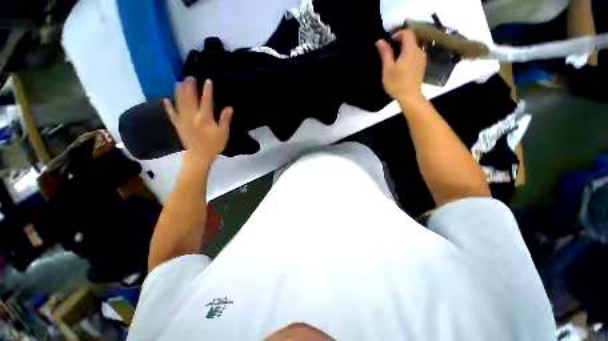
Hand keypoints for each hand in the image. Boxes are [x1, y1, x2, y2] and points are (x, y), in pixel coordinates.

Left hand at [163, 77, 232, 167]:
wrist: (200, 155)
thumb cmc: (214, 144)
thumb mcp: (224, 133)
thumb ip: (225, 119)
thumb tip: (229, 107)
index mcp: (205, 118)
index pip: (206, 101)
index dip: (207, 90)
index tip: (208, 80)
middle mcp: (192, 116)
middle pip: (190, 98)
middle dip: (190, 86)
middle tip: (189, 77)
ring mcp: (183, 119)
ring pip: (180, 102)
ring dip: (179, 92)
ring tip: (178, 82)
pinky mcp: (177, 125)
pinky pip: (171, 114)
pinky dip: (168, 106)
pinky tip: (165, 99)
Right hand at [376, 30, 426, 104]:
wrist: (409, 96)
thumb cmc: (397, 82)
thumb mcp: (388, 68)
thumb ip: (385, 53)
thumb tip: (380, 41)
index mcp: (410, 49)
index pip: (407, 32)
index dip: (397, 34)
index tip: (389, 43)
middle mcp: (419, 51)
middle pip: (410, 40)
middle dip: (399, 43)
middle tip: (389, 53)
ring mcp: (422, 59)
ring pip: (412, 49)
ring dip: (403, 51)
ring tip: (394, 62)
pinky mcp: (422, 66)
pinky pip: (415, 56)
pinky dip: (407, 57)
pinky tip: (401, 68)